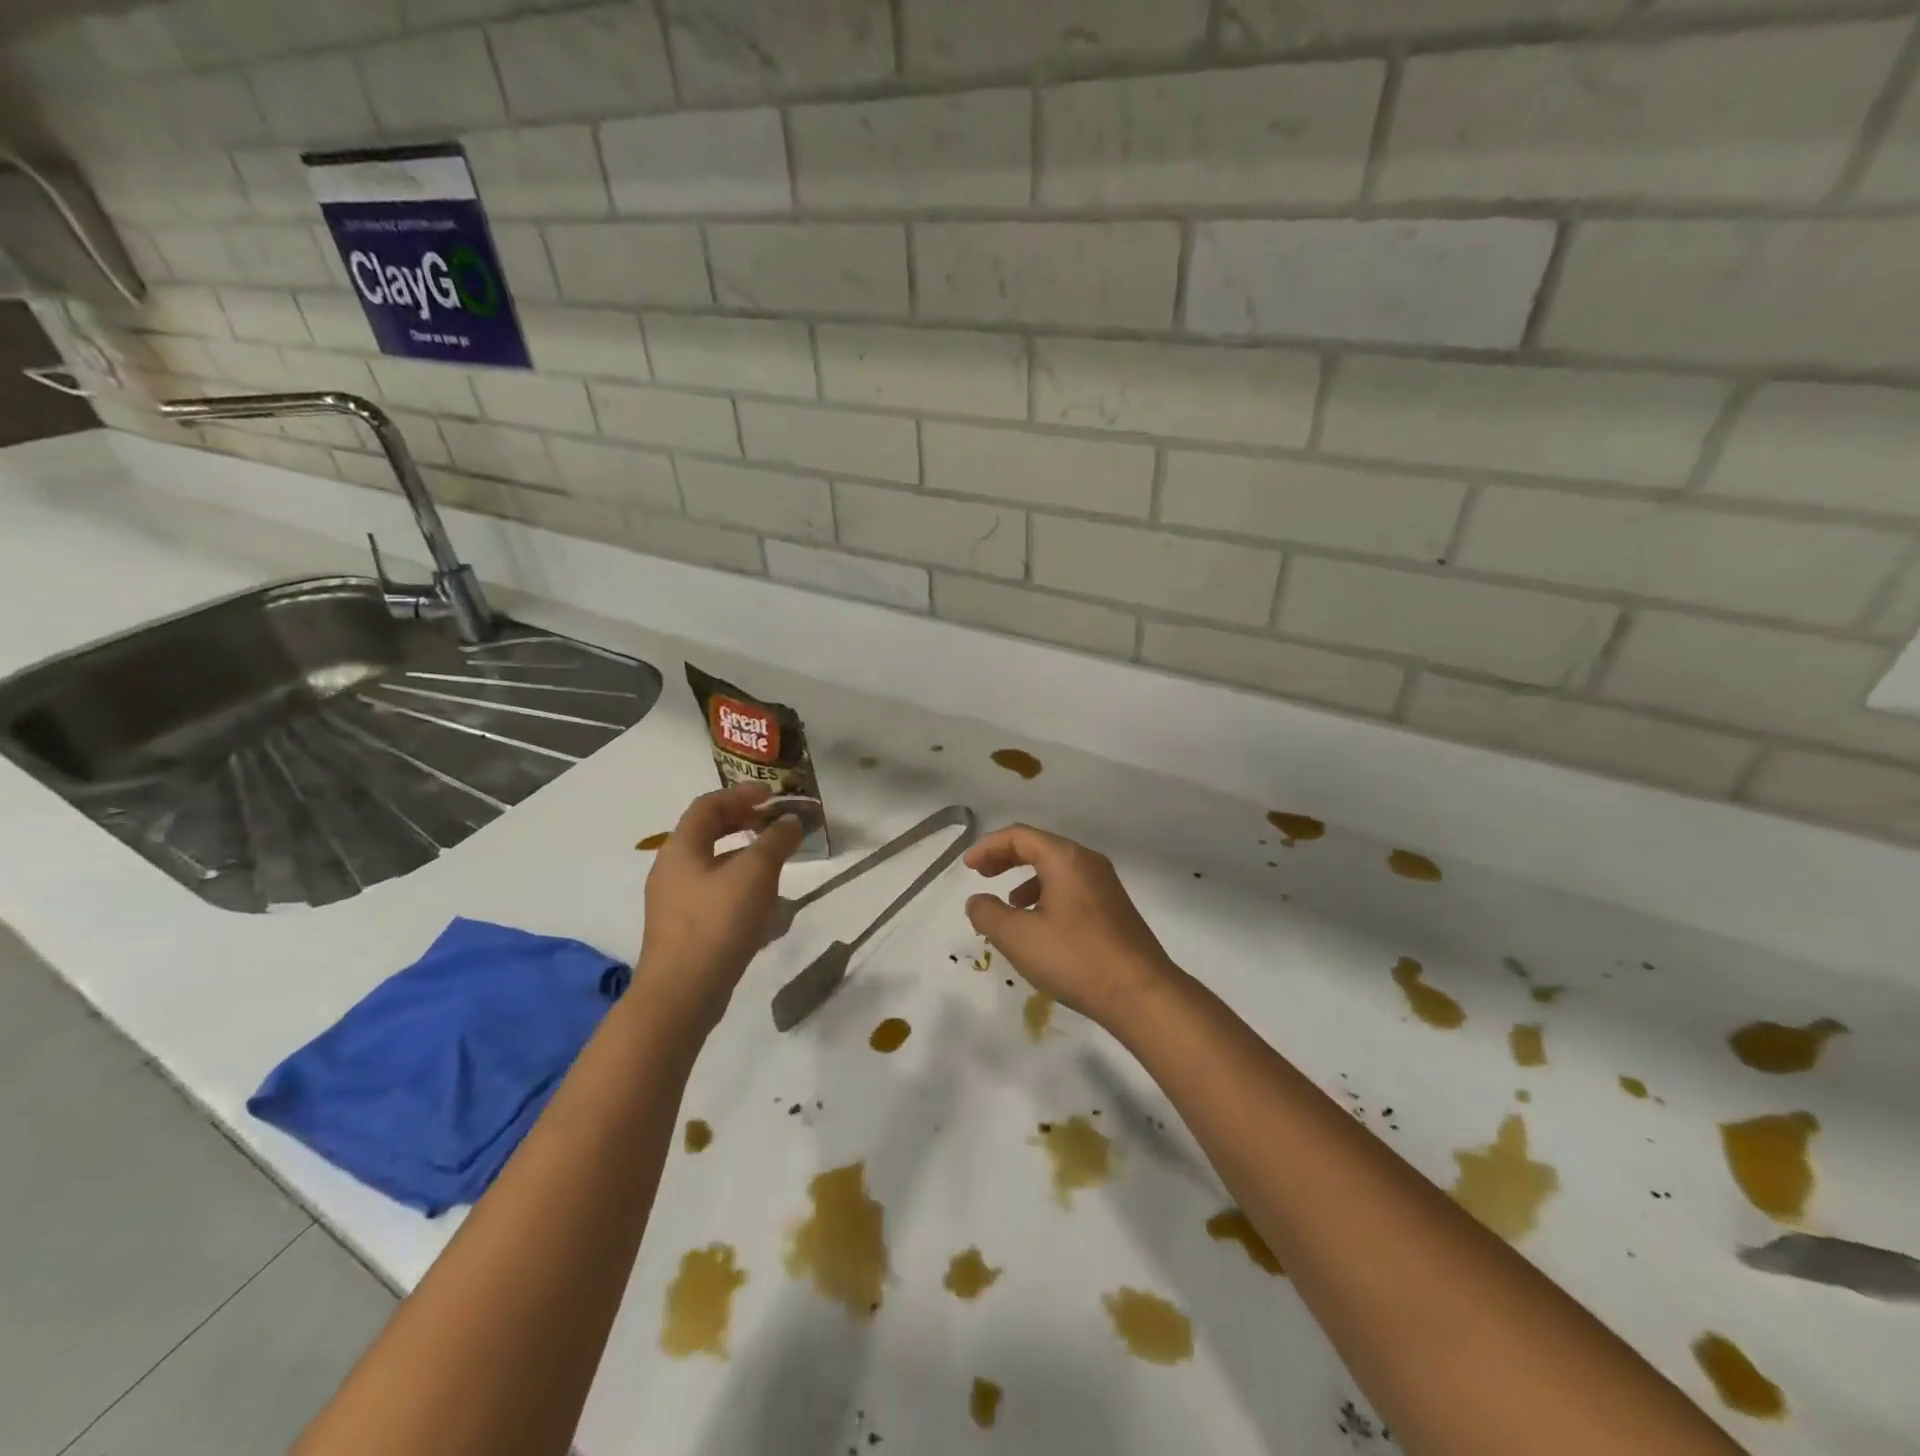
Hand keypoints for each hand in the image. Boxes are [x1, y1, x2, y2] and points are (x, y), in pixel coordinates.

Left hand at [638, 783, 803, 1025]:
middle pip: (709, 834)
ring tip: (779, 869)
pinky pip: (717, 898)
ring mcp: (676, 903)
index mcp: (681, 848)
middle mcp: (672, 870)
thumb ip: (776, 841)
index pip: (708, 805)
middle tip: (775, 825)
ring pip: (715, 868)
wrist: (682, 995)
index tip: (772, 795)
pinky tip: (768, 914)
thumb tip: (791, 821)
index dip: (741, 793)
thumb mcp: (755, 873)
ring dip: (748, 862)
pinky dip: (743, 893)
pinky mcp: (686, 931)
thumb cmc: (717, 922)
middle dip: (745, 826)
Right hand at [964, 824, 1177, 1026]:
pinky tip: (1040, 927)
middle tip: (982, 875)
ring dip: (1026, 880)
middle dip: (1006, 858)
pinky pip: (1071, 888)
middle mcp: (1088, 863)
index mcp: (1065, 859)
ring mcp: (1105, 885)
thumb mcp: (1019, 937)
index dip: (988, 847)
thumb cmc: (1075, 958)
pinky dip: (1046, 896)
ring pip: (1056, 869)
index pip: (1019, 836)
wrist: (1141, 994)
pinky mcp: (1113, 909)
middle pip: (1039, 847)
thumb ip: (989, 914)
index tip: (968, 867)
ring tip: (1008, 906)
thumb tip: (977, 901)